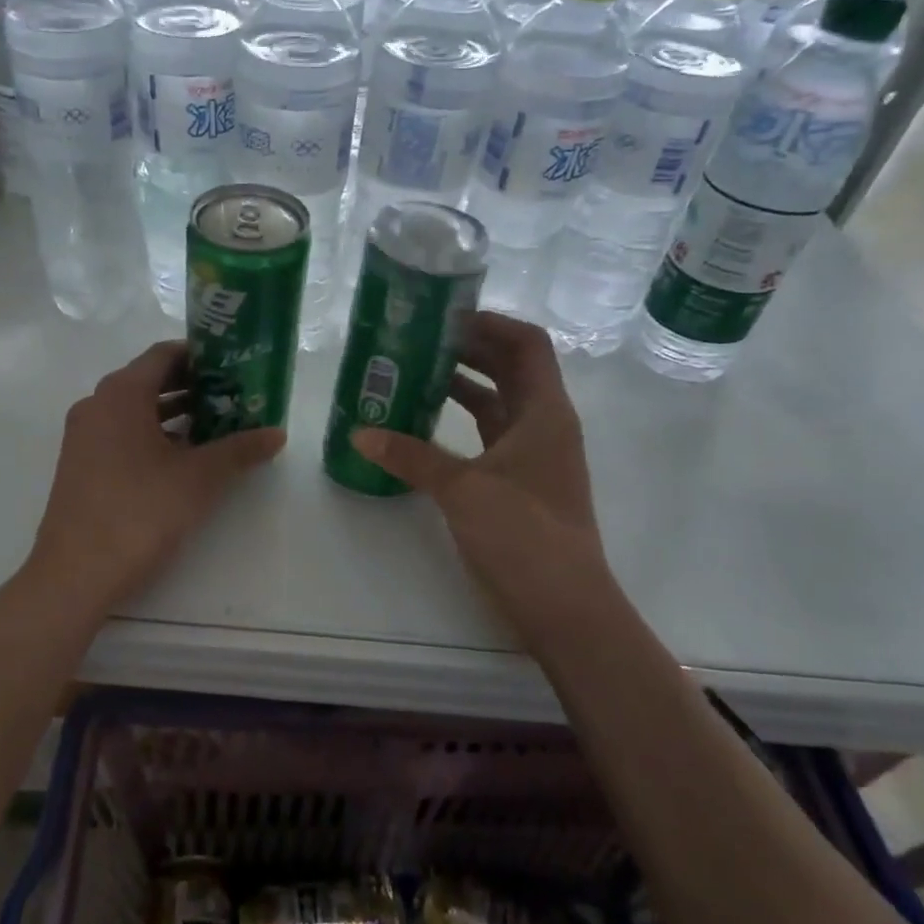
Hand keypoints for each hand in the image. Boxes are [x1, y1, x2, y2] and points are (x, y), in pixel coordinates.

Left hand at [26, 340, 284, 614]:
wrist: (76, 573)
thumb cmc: (140, 512)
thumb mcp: (199, 479)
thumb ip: (239, 450)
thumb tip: (277, 434)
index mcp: (121, 394)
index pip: (164, 354)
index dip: (202, 356)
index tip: (235, 365)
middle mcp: (97, 404)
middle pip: (150, 379)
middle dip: (193, 385)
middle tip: (234, 395)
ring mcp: (84, 436)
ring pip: (136, 409)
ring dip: (175, 412)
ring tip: (218, 423)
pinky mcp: (81, 464)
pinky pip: (122, 433)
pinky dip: (153, 434)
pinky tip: (184, 456)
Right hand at [350, 312, 615, 646]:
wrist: (564, 606)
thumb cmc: (523, 534)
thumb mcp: (462, 489)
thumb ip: (410, 456)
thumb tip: (360, 432)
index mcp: (544, 411)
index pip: (526, 344)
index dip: (490, 323)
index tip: (444, 316)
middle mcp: (544, 425)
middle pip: (511, 368)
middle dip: (468, 350)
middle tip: (417, 340)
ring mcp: (534, 455)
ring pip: (498, 403)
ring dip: (462, 385)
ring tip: (413, 374)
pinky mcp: (520, 483)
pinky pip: (489, 436)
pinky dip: (461, 423)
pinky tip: (424, 425)